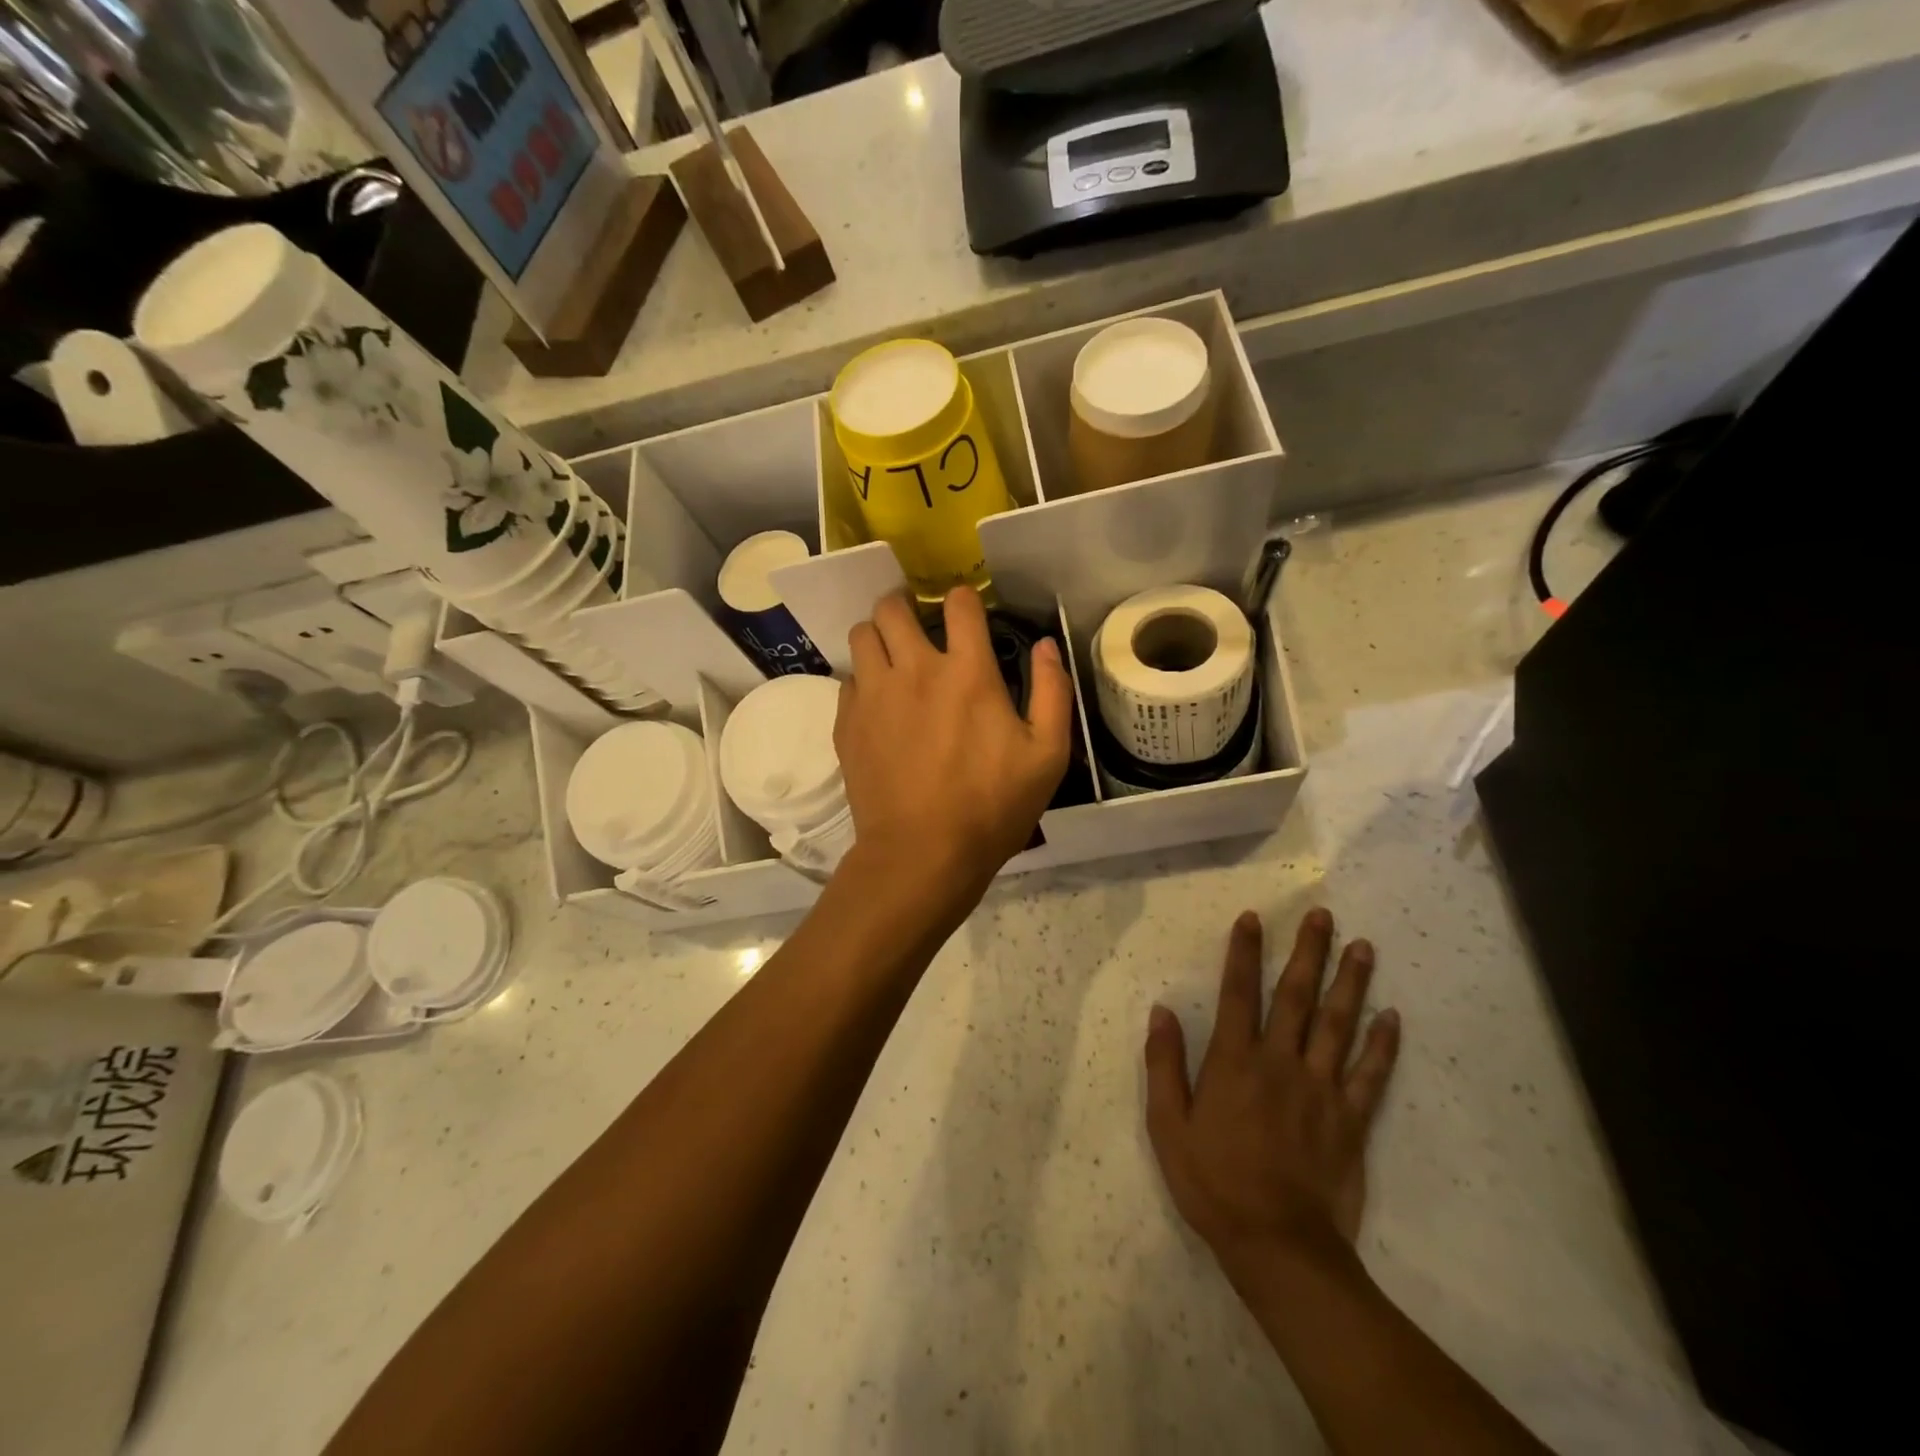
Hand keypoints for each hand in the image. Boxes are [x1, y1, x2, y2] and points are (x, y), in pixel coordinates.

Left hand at [835, 587, 1071, 895]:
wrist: (922, 853)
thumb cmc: (992, 807)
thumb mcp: (1047, 755)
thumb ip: (1052, 692)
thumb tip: (1047, 646)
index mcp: (967, 672)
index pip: (959, 604)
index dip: (963, 599)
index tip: (966, 610)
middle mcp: (914, 669)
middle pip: (892, 606)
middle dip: (905, 605)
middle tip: (917, 624)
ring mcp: (874, 694)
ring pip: (861, 634)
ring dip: (878, 636)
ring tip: (892, 657)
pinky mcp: (847, 722)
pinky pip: (848, 679)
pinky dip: (863, 680)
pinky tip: (878, 704)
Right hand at [1144, 909, 1400, 1281]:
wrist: (1278, 1245)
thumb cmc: (1213, 1182)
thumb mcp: (1168, 1125)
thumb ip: (1165, 1064)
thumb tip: (1162, 1010)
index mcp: (1234, 1062)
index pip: (1238, 992)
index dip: (1243, 952)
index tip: (1253, 917)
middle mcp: (1280, 1062)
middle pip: (1296, 996)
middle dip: (1308, 951)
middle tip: (1323, 916)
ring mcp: (1321, 1089)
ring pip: (1338, 1024)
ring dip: (1351, 982)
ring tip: (1363, 947)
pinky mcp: (1351, 1120)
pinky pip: (1370, 1075)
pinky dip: (1383, 1044)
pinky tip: (1392, 1017)